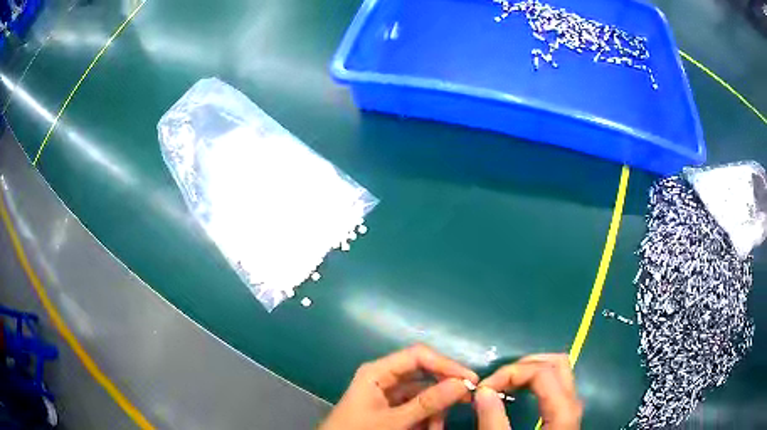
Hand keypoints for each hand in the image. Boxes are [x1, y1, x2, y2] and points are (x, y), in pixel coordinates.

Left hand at [319, 344, 478, 429]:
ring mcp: (388, 396)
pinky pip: (416, 409)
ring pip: (423, 395)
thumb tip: (461, 383)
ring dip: (435, 410)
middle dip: (444, 390)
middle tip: (467, 401)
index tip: (470, 379)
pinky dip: (426, 419)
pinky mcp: (390, 410)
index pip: (419, 356)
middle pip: (423, 375)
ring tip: (438, 428)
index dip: (446, 364)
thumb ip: (426, 404)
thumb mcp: (393, 421)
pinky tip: (430, 429)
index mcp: (378, 372)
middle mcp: (384, 378)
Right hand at [475, 354, 581, 429]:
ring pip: (559, 372)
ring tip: (504, 384)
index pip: (543, 373)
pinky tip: (518, 393)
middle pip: (557, 364)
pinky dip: (535, 381)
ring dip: (530, 370)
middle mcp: (573, 404)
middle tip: (496, 380)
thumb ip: (493, 422)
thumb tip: (483, 390)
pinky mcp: (564, 415)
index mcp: (563, 413)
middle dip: (523, 365)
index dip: (510, 373)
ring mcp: (571, 408)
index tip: (483, 389)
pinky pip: (555, 385)